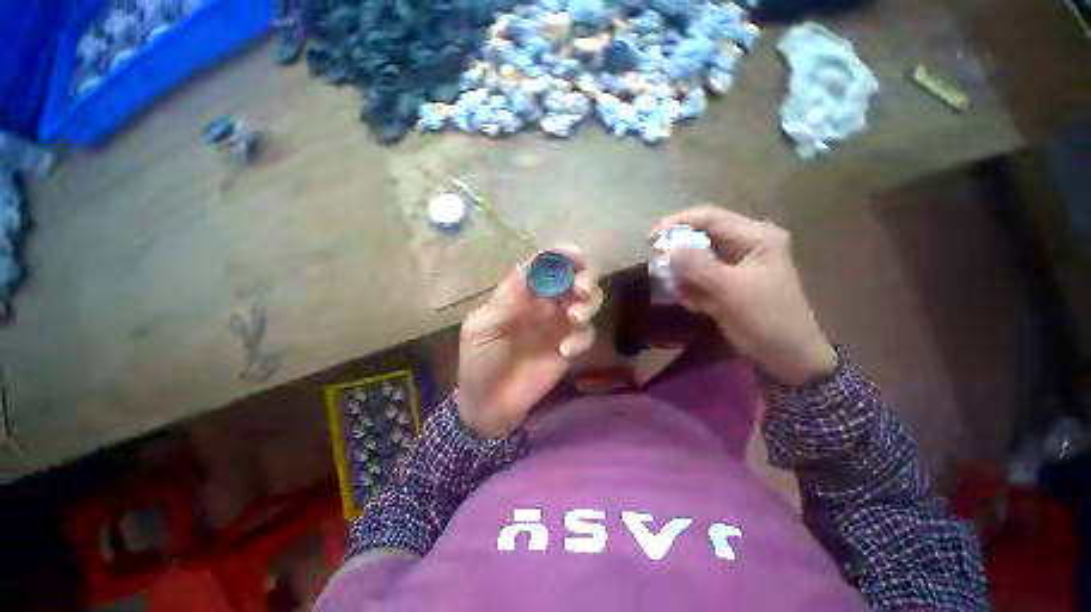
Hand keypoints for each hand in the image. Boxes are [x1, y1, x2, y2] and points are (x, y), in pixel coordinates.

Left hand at [457, 246, 601, 437]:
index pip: (544, 266)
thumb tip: (530, 269)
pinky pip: (586, 334)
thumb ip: (505, 299)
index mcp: (521, 294)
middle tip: (581, 289)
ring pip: (587, 302)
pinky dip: (582, 338)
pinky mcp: (569, 347)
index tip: (575, 255)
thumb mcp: (481, 327)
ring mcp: (559, 325)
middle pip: (573, 279)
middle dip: (583, 278)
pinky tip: (565, 351)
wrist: (489, 403)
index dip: (560, 256)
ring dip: (588, 304)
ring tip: (575, 318)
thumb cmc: (479, 361)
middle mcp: (544, 304)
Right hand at [652, 206, 836, 386]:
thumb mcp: (731, 291)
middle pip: (702, 236)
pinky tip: (691, 303)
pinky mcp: (729, 282)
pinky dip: (690, 287)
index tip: (650, 237)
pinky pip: (701, 276)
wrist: (789, 358)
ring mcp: (737, 264)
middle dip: (677, 250)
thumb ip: (697, 266)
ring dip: (682, 272)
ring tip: (671, 288)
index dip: (677, 222)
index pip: (710, 217)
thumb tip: (667, 247)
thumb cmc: (767, 320)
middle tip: (654, 262)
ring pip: (698, 258)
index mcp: (755, 237)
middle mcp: (746, 244)